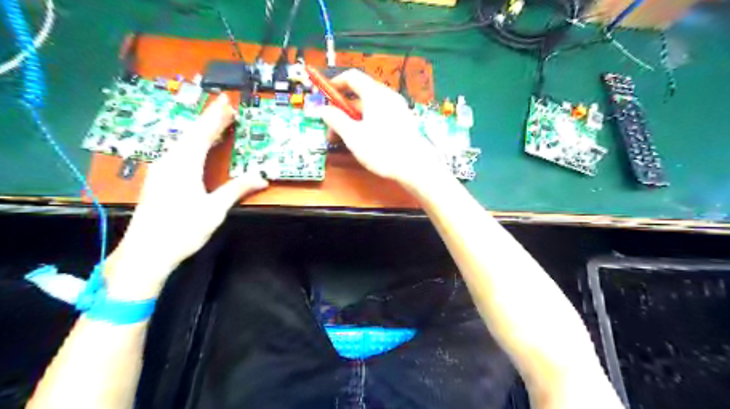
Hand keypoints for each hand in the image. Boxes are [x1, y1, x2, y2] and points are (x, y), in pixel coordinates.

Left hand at [105, 94, 266, 298]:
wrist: (146, 253)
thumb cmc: (182, 230)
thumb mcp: (214, 210)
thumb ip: (236, 189)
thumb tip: (262, 177)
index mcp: (184, 165)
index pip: (203, 134)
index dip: (215, 116)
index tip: (227, 101)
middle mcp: (169, 161)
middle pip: (192, 134)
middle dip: (209, 120)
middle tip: (226, 108)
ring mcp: (161, 170)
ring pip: (183, 143)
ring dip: (201, 131)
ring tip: (216, 123)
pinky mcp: (158, 179)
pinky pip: (178, 152)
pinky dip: (192, 144)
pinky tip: (197, 147)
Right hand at [319, 68, 447, 189]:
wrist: (414, 166)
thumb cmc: (381, 149)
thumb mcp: (353, 135)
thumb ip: (336, 119)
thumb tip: (323, 109)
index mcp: (374, 94)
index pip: (352, 77)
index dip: (335, 84)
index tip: (324, 96)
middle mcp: (388, 96)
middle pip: (360, 94)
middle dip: (342, 110)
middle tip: (331, 129)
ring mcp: (398, 108)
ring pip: (370, 108)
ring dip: (353, 119)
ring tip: (345, 140)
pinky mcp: (403, 121)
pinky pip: (380, 115)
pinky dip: (367, 123)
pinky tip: (363, 141)